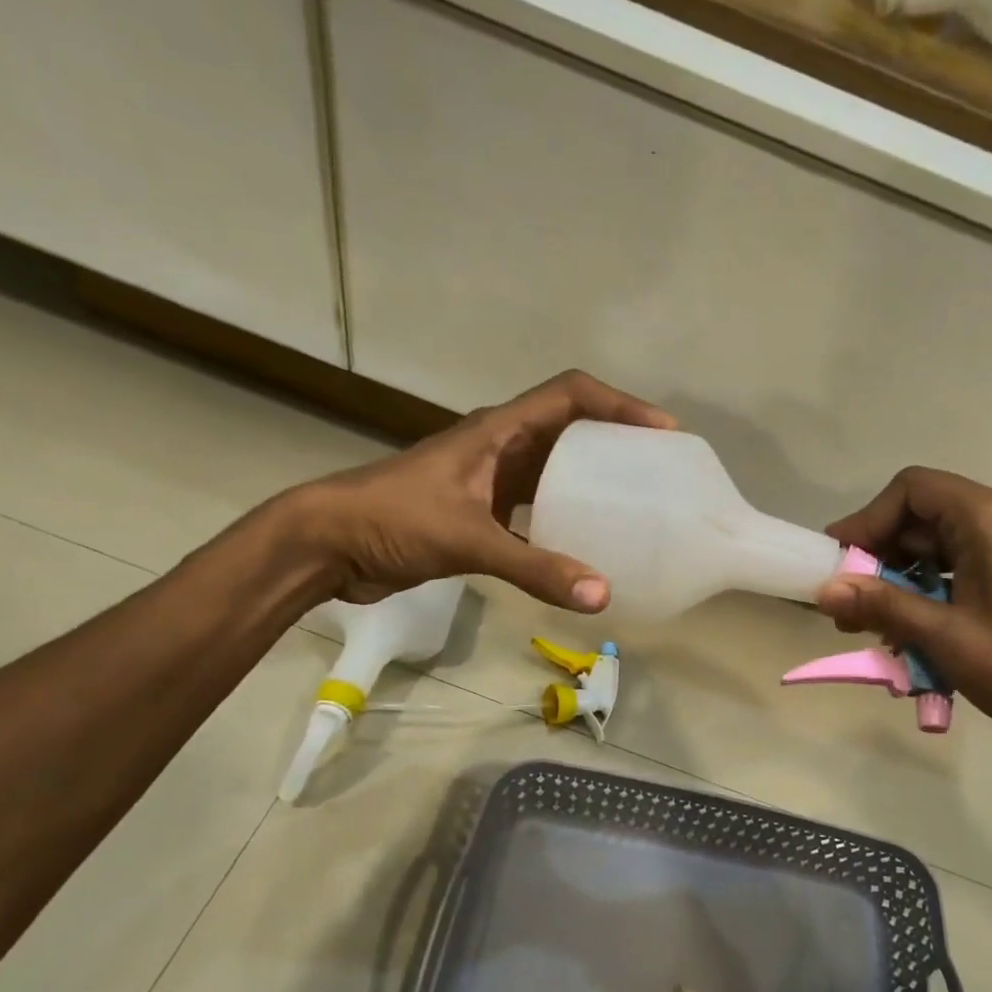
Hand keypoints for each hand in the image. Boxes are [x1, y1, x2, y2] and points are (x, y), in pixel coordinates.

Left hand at [283, 370, 674, 609]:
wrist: (328, 545)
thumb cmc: (394, 520)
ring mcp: (489, 480)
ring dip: (592, 482)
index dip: (620, 405)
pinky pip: (537, 510)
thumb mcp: (469, 539)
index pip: (571, 395)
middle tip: (659, 472)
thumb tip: (602, 595)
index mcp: (499, 430)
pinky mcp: (480, 513)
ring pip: (555, 471)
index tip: (663, 432)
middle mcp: (500, 446)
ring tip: (634, 506)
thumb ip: (535, 568)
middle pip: (571, 429)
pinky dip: (563, 523)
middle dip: (616, 442)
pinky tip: (585, 549)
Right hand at [818, 468, 991, 753]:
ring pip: (929, 549)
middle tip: (845, 605)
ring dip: (894, 583)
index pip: (909, 491)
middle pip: (916, 518)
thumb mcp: (946, 636)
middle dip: (875, 558)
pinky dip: (920, 596)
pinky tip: (904, 635)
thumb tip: (824, 590)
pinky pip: (949, 572)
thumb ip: (883, 605)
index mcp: (984, 519)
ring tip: (868, 627)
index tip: (839, 562)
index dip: (867, 520)